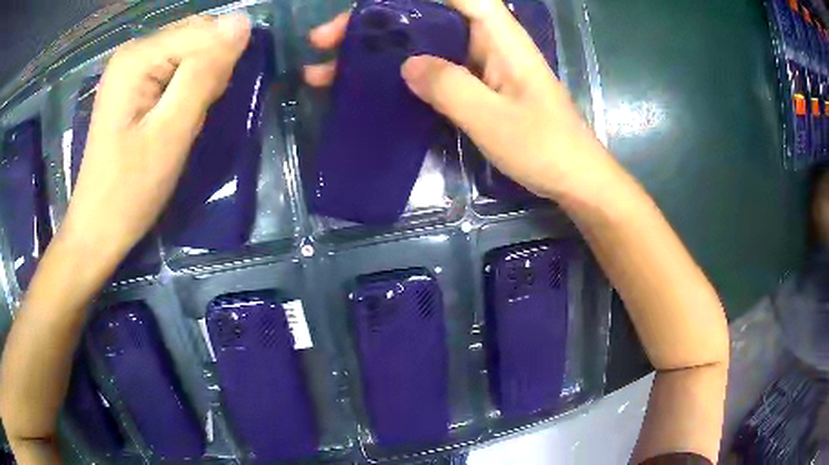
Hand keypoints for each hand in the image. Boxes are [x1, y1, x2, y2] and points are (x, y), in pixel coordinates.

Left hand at [61, 14, 250, 263]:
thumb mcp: (171, 133)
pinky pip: (174, 71)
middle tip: (193, 117)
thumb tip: (242, 22)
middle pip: (196, 37)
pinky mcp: (132, 86)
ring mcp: (130, 69)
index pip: (204, 31)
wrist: (98, 228)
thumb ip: (204, 74)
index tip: (206, 107)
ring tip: (181, 123)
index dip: (218, 65)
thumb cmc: (130, 189)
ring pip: (188, 54)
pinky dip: (184, 92)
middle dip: (208, 72)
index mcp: (138, 56)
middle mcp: (133, 51)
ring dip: (197, 84)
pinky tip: (173, 119)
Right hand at [303, 0, 608, 199]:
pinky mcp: (473, 86)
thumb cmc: (544, 147)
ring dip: (377, 50)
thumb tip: (406, 64)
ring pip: (420, 42)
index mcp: (498, 35)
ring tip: (328, 68)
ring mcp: (478, 63)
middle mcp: (486, 40)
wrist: (573, 178)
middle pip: (424, 15)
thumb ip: (449, 86)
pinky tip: (368, 86)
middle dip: (374, 24)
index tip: (369, 4)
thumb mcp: (493, 118)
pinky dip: (397, 73)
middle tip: (325, 40)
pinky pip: (429, 69)